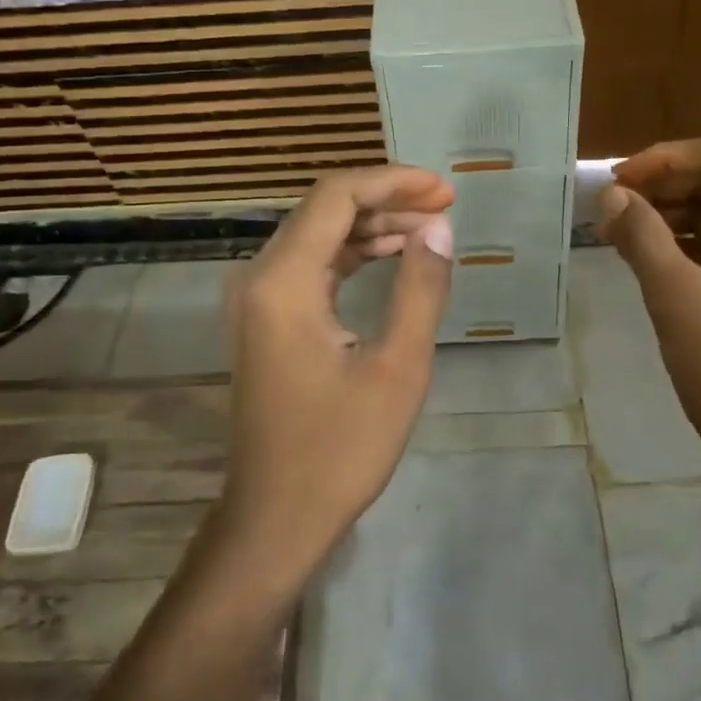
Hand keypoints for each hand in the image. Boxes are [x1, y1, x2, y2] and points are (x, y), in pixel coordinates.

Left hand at [221, 166, 454, 580]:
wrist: (275, 518)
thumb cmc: (340, 449)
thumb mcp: (398, 368)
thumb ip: (420, 289)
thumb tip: (439, 228)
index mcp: (284, 282)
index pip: (336, 198)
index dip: (392, 182)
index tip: (444, 190)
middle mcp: (259, 279)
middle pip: (323, 211)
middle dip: (386, 200)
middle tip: (445, 207)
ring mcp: (256, 302)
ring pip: (316, 237)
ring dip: (371, 227)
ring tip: (429, 230)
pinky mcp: (264, 323)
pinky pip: (309, 268)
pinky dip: (351, 256)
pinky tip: (390, 259)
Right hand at [599, 136, 700, 499]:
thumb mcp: (680, 303)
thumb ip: (643, 238)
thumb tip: (611, 194)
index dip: (665, 160)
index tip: (615, 182)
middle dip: (664, 189)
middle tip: (608, 209)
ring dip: (670, 216)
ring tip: (616, 231)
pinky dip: (686, 245)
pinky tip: (644, 254)